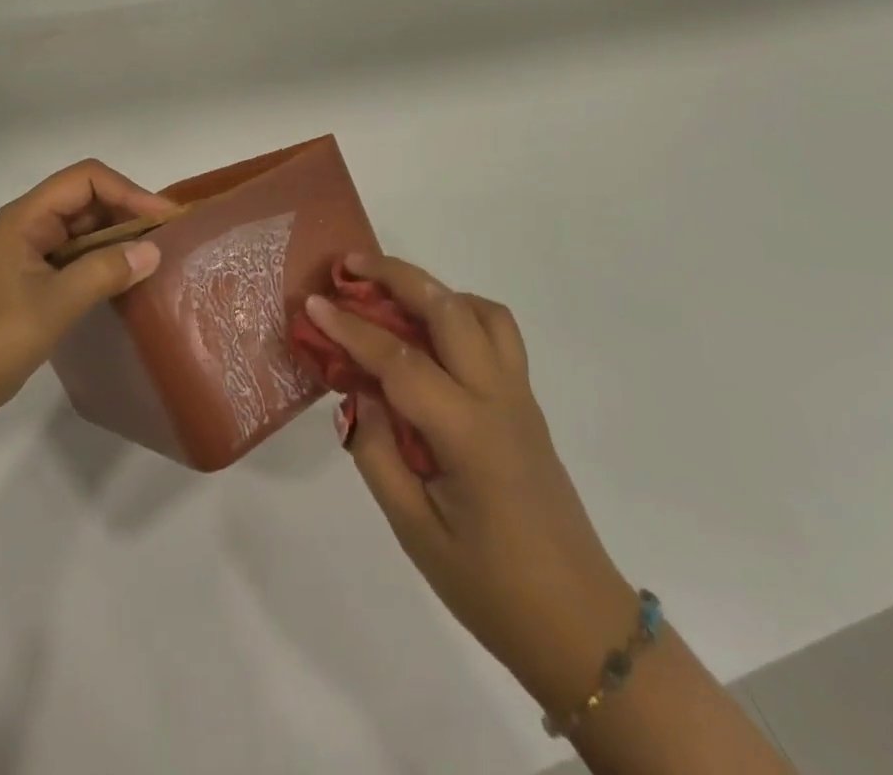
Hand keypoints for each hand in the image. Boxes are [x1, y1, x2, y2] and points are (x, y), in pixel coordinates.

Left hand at [0, 159, 174, 432]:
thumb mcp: (56, 303)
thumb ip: (105, 271)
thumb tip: (153, 251)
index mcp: (25, 217)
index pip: (85, 179)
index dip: (128, 191)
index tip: (163, 219)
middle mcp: (27, 225)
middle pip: (86, 199)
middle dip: (126, 211)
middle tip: (166, 238)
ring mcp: (29, 253)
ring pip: (83, 228)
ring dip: (117, 237)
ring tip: (154, 257)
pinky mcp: (32, 279)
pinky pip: (76, 255)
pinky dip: (103, 260)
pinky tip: (126, 279)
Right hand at [304, 256, 637, 712]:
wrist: (579, 626)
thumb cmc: (491, 587)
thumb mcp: (416, 532)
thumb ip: (377, 455)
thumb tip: (358, 397)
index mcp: (467, 432)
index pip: (399, 359)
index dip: (351, 328)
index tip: (313, 304)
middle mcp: (498, 397)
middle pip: (448, 309)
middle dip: (397, 276)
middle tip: (351, 267)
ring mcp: (519, 396)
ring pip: (482, 312)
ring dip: (435, 290)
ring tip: (393, 297)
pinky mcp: (526, 404)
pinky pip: (498, 335)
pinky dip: (462, 313)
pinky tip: (432, 338)